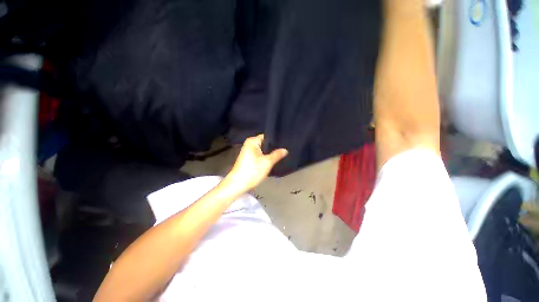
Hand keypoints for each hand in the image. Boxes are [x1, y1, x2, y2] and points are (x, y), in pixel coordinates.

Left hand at [225, 134, 287, 191]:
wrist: (238, 184)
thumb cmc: (252, 171)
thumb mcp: (267, 162)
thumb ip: (277, 154)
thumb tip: (285, 150)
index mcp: (252, 141)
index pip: (267, 136)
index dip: (276, 140)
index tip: (285, 143)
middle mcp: (249, 144)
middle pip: (265, 143)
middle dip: (274, 147)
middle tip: (285, 150)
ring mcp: (248, 152)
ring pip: (263, 150)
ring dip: (270, 153)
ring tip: (282, 154)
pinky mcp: (249, 159)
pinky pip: (260, 155)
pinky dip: (266, 157)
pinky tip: (273, 160)